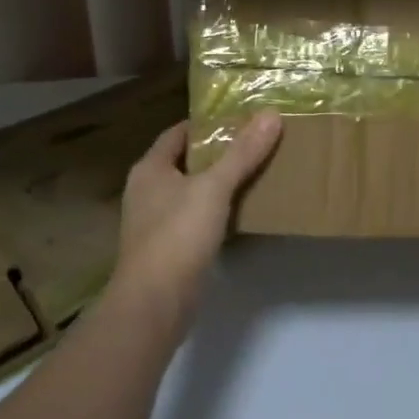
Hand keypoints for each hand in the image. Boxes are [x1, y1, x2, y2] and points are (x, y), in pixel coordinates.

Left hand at [114, 114, 281, 332]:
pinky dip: (217, 210)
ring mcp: (155, 222)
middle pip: (187, 161)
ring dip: (219, 182)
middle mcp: (148, 191)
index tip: (241, 117)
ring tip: (256, 171)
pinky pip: (196, 218)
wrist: (155, 302)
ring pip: (192, 191)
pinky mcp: (169, 248)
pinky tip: (243, 210)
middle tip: (256, 142)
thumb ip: (243, 152)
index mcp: (150, 169)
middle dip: (218, 152)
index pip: (179, 132)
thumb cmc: (178, 235)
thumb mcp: (214, 187)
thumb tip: (271, 115)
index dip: (208, 123)